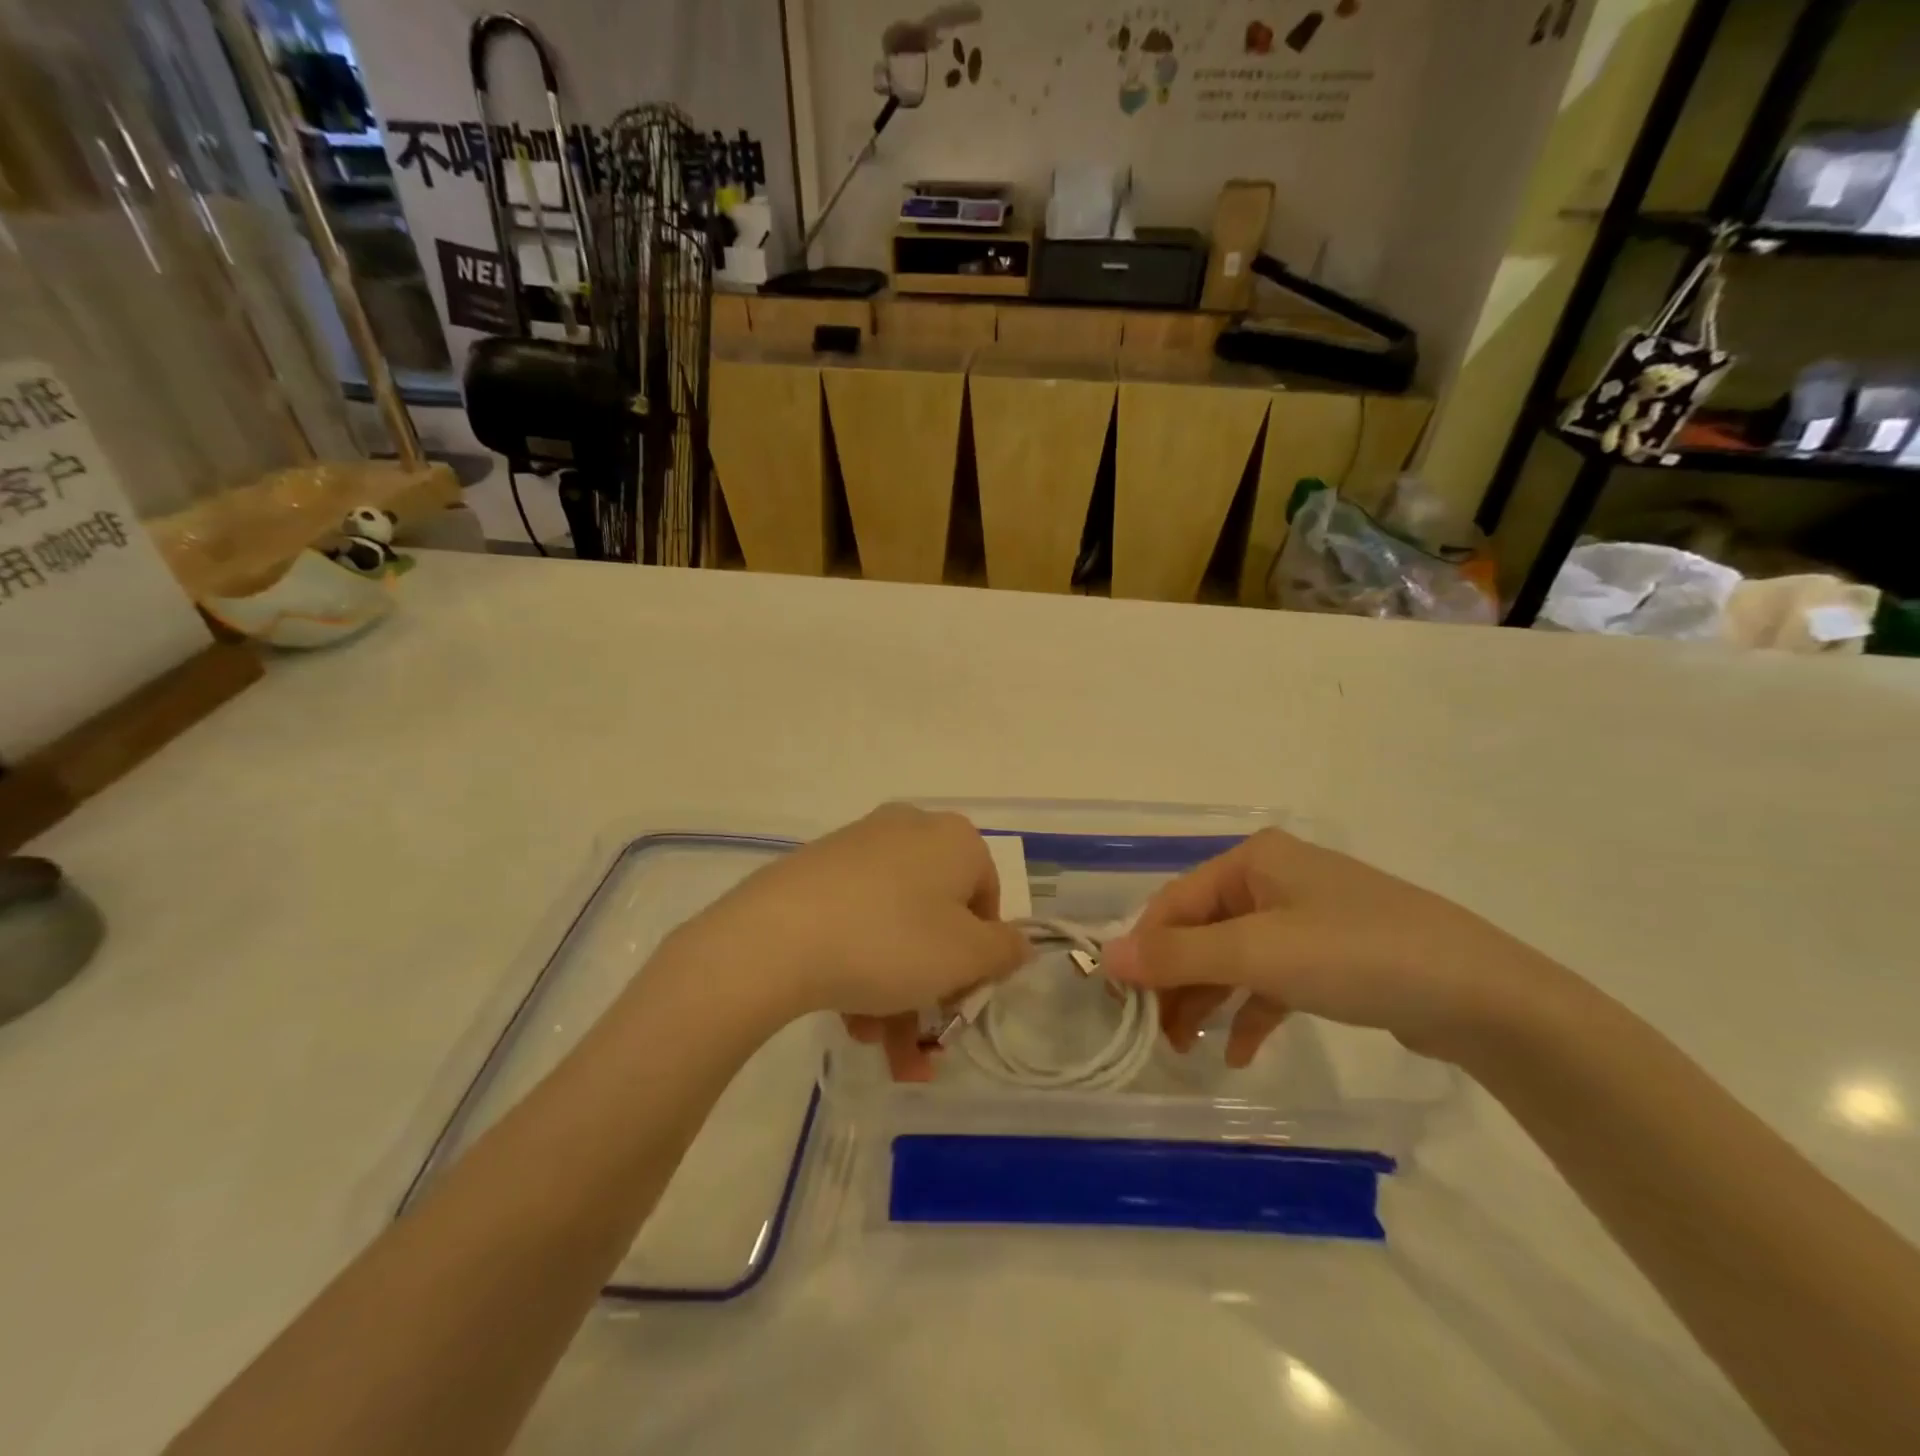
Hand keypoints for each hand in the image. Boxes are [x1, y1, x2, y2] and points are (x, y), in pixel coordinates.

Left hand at [680, 806, 1029, 1077]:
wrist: (775, 937)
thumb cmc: (891, 942)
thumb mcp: (966, 957)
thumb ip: (1005, 952)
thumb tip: (1015, 944)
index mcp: (954, 839)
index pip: (987, 903)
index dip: (979, 959)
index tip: (958, 1001)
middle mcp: (909, 830)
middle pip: (937, 921)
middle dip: (931, 989)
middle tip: (919, 1043)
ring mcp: (857, 847)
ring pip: (895, 928)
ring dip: (895, 992)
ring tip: (873, 1044)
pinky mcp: (815, 869)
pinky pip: (856, 920)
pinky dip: (860, 966)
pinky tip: (846, 1016)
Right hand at [1100, 829, 1560, 1065]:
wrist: (1484, 997)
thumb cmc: (1357, 955)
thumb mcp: (1259, 953)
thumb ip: (1178, 955)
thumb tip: (1105, 957)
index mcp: (1252, 860)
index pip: (1175, 902)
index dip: (1144, 948)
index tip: (1119, 1000)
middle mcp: (1273, 880)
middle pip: (1202, 931)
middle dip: (1176, 981)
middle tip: (1154, 1034)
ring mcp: (1305, 918)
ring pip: (1234, 958)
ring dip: (1208, 1000)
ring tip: (1186, 1049)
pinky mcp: (1331, 957)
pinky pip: (1272, 980)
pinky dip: (1250, 1012)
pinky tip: (1238, 1053)